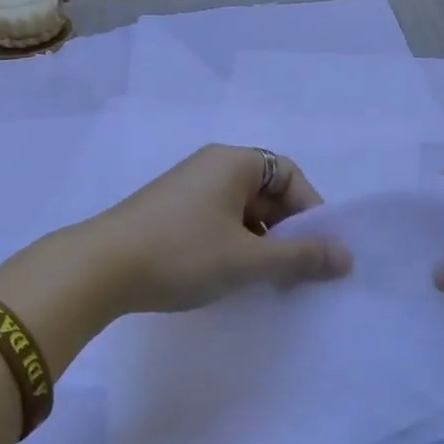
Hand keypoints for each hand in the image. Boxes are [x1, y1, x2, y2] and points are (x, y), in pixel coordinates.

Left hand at [81, 145, 352, 314]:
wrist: (97, 269)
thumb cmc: (182, 254)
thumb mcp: (248, 259)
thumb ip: (301, 257)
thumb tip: (346, 257)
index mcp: (233, 162)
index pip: (290, 174)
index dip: (311, 210)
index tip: (316, 251)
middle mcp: (211, 166)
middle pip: (267, 192)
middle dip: (287, 232)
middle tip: (295, 273)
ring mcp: (186, 189)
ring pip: (242, 211)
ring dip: (261, 243)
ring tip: (265, 281)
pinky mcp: (168, 213)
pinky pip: (217, 221)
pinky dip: (233, 245)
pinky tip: (230, 277)